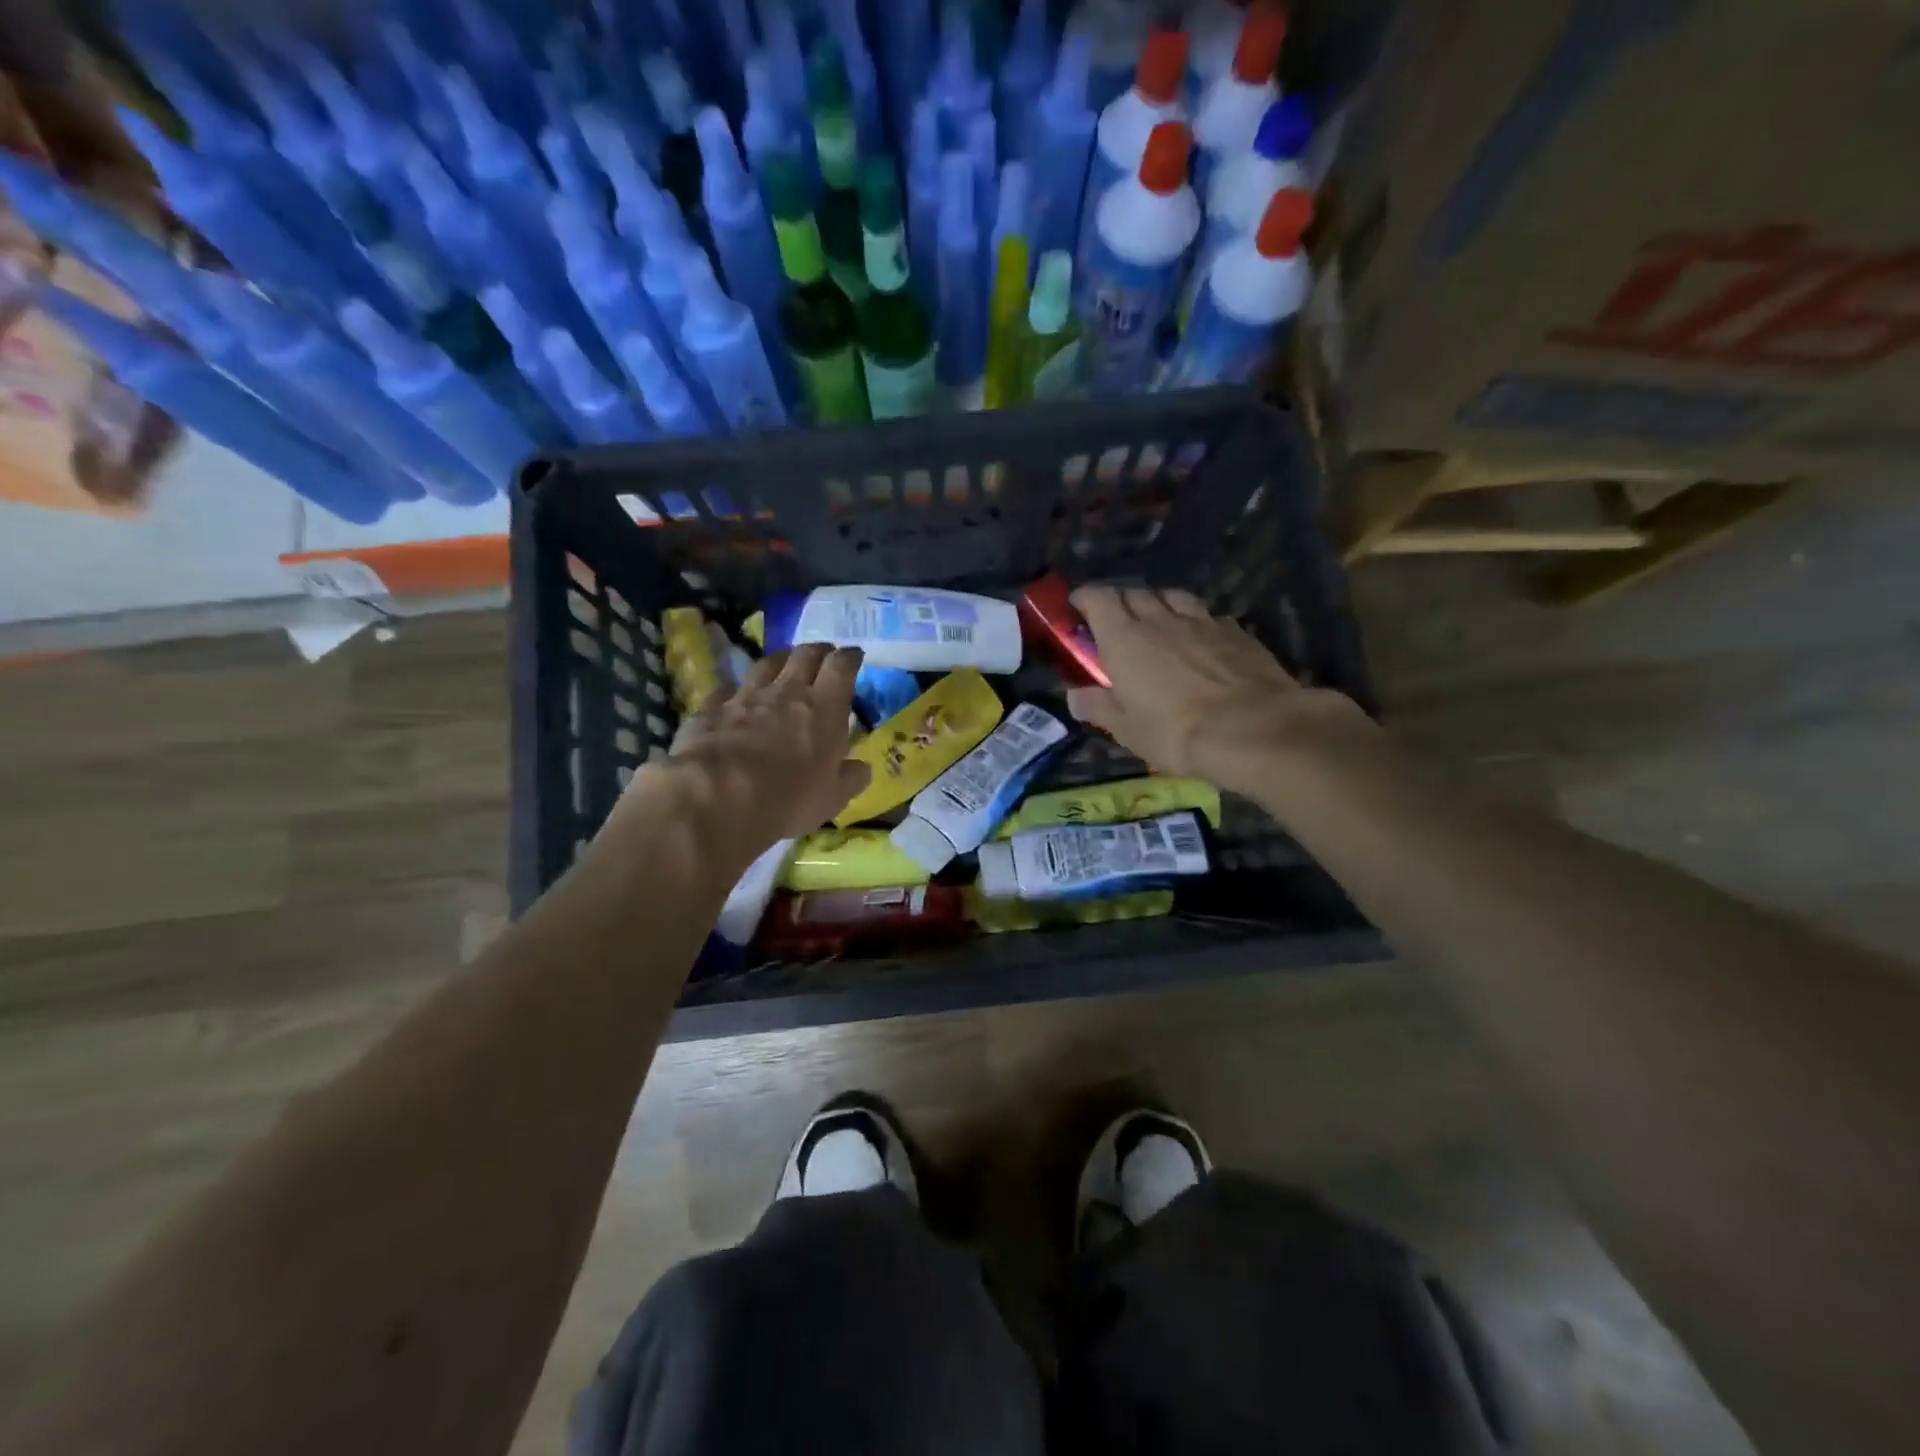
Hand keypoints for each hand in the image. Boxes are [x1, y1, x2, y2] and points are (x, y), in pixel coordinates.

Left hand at [615, 644, 870, 861]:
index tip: (854, 656)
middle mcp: (787, 692)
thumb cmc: (788, 799)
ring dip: (780, 662)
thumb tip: (861, 768)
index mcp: (824, 709)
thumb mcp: (832, 799)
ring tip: (783, 668)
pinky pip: (727, 689)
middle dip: (818, 651)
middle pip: (805, 654)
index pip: (842, 666)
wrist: (717, 796)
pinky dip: (736, 690)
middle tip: (823, 657)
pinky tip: (735, 697)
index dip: (850, 657)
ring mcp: (746, 696)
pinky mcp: (712, 708)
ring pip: (766, 664)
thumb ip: (850, 779)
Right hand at [1066, 587, 1371, 792]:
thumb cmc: (1176, 732)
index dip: (1085, 598)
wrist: (1253, 729)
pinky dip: (1196, 621)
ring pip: (1173, 597)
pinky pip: (1208, 615)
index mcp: (1125, 638)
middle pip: (1135, 593)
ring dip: (1160, 604)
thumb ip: (1099, 707)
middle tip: (1116, 622)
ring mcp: (1202, 621)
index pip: (1099, 599)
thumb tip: (1074, 697)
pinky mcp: (1237, 631)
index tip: (1077, 606)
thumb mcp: (1128, 730)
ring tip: (1158, 622)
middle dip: (1120, 602)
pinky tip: (1201, 638)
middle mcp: (1161, 620)